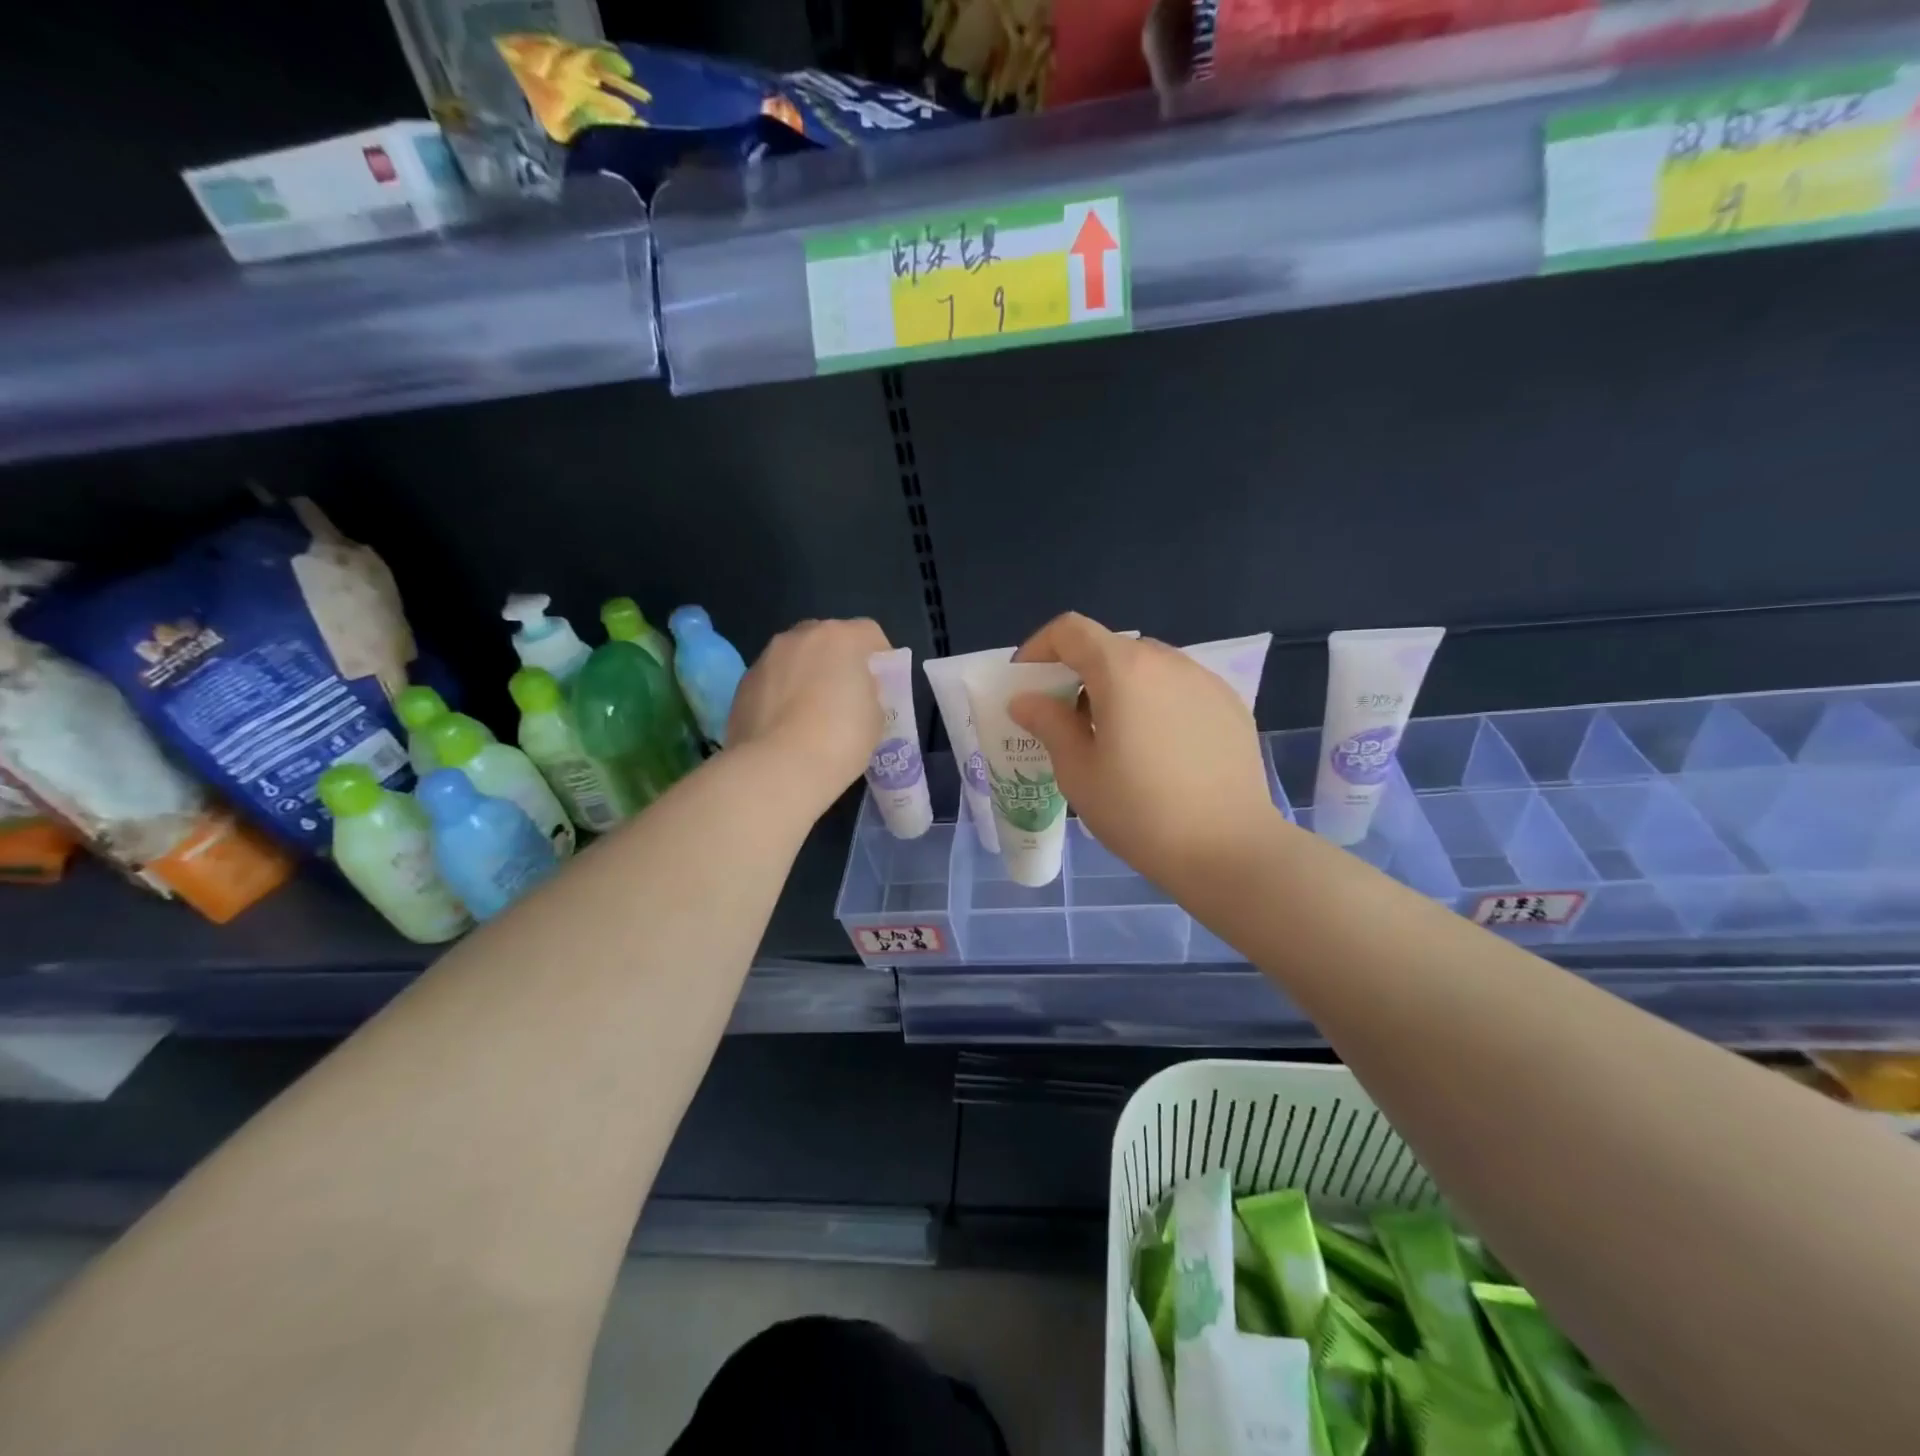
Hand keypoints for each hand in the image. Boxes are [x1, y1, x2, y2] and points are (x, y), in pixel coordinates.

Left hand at [729, 618, 889, 804]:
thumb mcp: (875, 717)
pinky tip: (786, 728)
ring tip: (811, 715)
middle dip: (838, 661)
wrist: (778, 769)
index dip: (881, 657)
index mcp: (840, 638)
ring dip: (806, 676)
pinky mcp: (742, 685)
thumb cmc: (840, 739)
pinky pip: (772, 682)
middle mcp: (799, 637)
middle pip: (827, 639)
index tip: (883, 684)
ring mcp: (766, 659)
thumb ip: (868, 693)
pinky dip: (781, 695)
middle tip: (846, 696)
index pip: (870, 633)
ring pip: (794, 659)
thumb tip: (854, 693)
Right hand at [1009, 613, 1276, 893]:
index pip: (1071, 630)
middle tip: (1065, 721)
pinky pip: (1179, 688)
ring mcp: (1205, 680)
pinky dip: (1154, 703)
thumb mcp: (1078, 772)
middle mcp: (1167, 661)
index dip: (1039, 648)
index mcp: (1123, 670)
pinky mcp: (1230, 705)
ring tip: (1113, 738)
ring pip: (1147, 668)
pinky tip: (1158, 750)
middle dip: (1078, 674)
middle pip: (1110, 648)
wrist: (1229, 849)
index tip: (1027, 684)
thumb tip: (1025, 700)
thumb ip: (1048, 724)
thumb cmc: (1140, 812)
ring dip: (1118, 688)